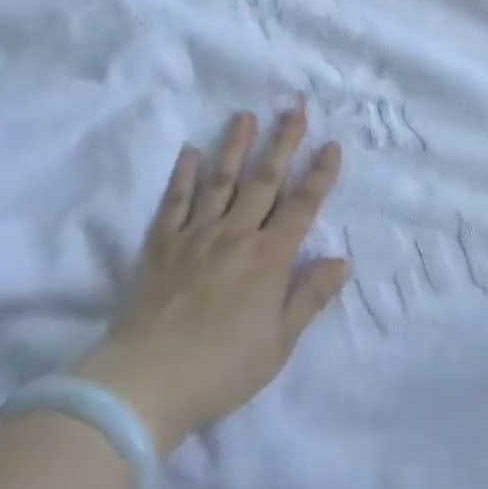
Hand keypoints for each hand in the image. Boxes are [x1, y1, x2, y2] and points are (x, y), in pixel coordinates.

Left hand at [72, 105, 349, 455]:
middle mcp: (236, 234)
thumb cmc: (221, 368)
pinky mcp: (162, 243)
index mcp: (269, 258)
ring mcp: (196, 234)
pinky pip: (175, 200)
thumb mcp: (278, 344)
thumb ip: (309, 297)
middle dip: (283, 141)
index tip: (331, 144)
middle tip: (294, 107)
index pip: (302, 205)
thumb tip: (341, 261)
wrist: (147, 381)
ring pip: (221, 179)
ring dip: (235, 145)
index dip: (320, 174)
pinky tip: (189, 150)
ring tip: (245, 115)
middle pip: (264, 179)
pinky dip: (183, 173)